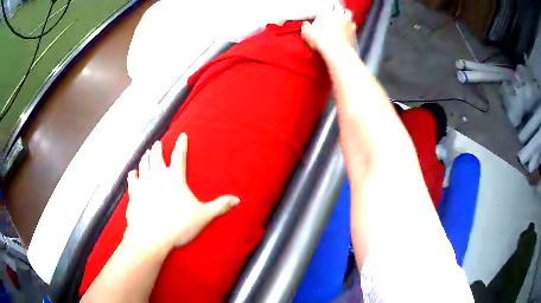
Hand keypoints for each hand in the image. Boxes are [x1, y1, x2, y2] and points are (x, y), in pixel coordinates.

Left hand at [124, 133, 239, 251]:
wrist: (151, 237)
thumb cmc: (178, 226)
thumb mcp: (203, 216)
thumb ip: (220, 206)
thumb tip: (238, 200)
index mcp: (174, 178)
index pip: (179, 155)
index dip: (181, 144)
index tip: (182, 135)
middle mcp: (157, 176)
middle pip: (156, 156)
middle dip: (158, 148)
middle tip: (157, 143)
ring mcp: (143, 183)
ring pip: (143, 164)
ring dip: (145, 157)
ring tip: (146, 152)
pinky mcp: (133, 193)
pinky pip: (132, 179)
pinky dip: (133, 174)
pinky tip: (133, 172)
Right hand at [301, 5, 357, 59]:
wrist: (337, 50)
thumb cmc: (322, 40)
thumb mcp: (308, 33)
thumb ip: (306, 27)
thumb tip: (305, 24)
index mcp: (327, 13)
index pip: (329, 5)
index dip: (328, 7)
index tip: (326, 10)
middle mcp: (339, 15)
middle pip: (340, 7)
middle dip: (338, 8)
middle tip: (335, 11)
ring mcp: (348, 22)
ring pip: (348, 12)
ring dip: (346, 14)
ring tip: (343, 17)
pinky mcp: (354, 30)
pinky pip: (354, 24)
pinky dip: (351, 25)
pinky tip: (349, 28)